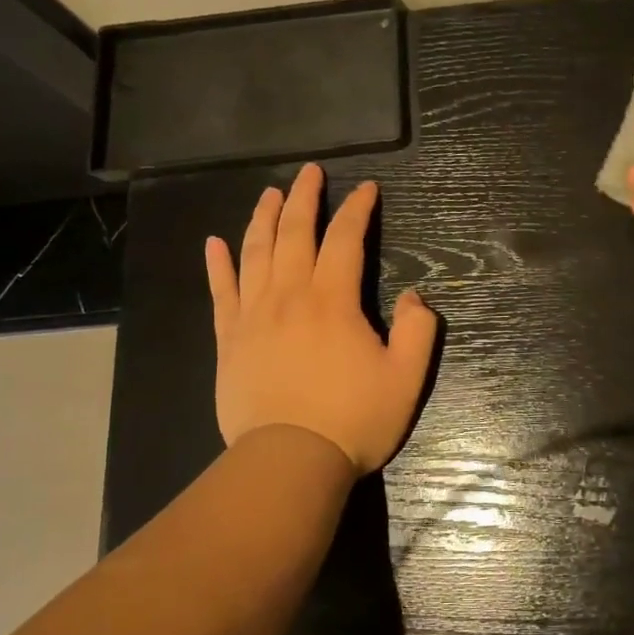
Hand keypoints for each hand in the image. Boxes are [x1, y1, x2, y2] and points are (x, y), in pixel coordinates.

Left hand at [205, 164, 437, 474]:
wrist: (289, 463)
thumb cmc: (353, 420)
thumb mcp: (406, 378)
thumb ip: (419, 331)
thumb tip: (415, 296)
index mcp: (333, 301)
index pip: (345, 239)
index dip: (357, 209)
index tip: (367, 189)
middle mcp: (289, 296)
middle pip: (294, 233)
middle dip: (305, 197)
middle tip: (311, 172)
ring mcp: (253, 316)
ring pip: (255, 253)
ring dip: (263, 217)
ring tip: (269, 193)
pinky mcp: (229, 340)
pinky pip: (221, 292)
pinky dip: (217, 264)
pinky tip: (214, 242)